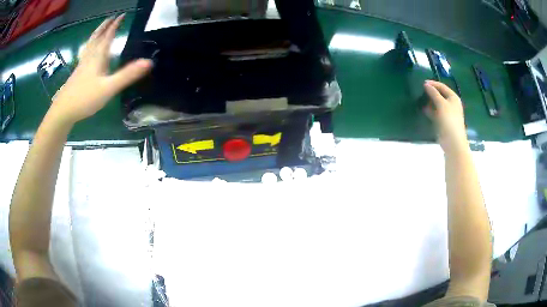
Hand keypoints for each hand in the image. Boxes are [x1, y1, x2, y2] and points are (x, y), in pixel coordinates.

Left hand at [49, 14, 152, 124]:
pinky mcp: (77, 74)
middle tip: (111, 18)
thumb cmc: (85, 98)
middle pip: (97, 37)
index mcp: (98, 57)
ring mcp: (82, 65)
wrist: (63, 111)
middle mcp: (90, 57)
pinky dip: (89, 47)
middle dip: (104, 26)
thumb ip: (127, 75)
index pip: (108, 36)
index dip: (115, 25)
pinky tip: (88, 52)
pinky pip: (85, 54)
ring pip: (89, 45)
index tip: (122, 15)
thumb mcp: (108, 88)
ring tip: (100, 30)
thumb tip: (149, 62)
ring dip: (96, 34)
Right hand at [424, 80, 467, 152]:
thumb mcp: (441, 104)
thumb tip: (426, 84)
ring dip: (429, 102)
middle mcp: (451, 104)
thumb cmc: (449, 120)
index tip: (422, 83)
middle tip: (420, 91)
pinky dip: (430, 110)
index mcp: (453, 98)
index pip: (442, 87)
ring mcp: (447, 113)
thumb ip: (434, 93)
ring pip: (437, 104)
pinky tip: (423, 109)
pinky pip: (435, 113)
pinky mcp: (443, 121)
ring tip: (420, 100)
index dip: (433, 84)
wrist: (453, 142)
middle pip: (440, 95)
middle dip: (431, 93)